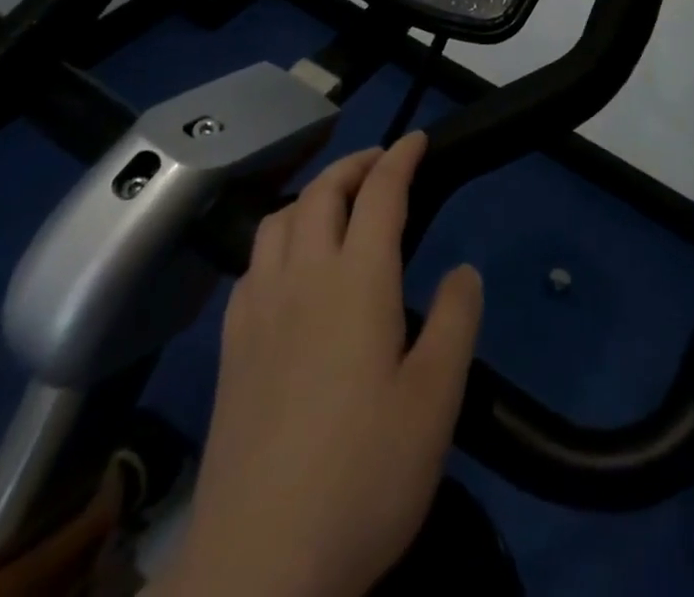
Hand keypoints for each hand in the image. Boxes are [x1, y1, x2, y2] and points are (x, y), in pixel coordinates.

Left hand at [166, 131, 483, 596]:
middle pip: (321, 193)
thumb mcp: (435, 401)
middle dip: (354, 164)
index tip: (417, 139)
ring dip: (310, 195)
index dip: (400, 157)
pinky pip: (252, 264)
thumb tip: (462, 270)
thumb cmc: (363, 476)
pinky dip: (278, 238)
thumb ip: (454, 322)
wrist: (259, 566)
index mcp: (356, 281)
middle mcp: (302, 278)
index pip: (380, 193)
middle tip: (382, 163)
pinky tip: (288, 268)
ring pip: (277, 220)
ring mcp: (258, 311)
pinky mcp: (231, 349)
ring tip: (336, 205)